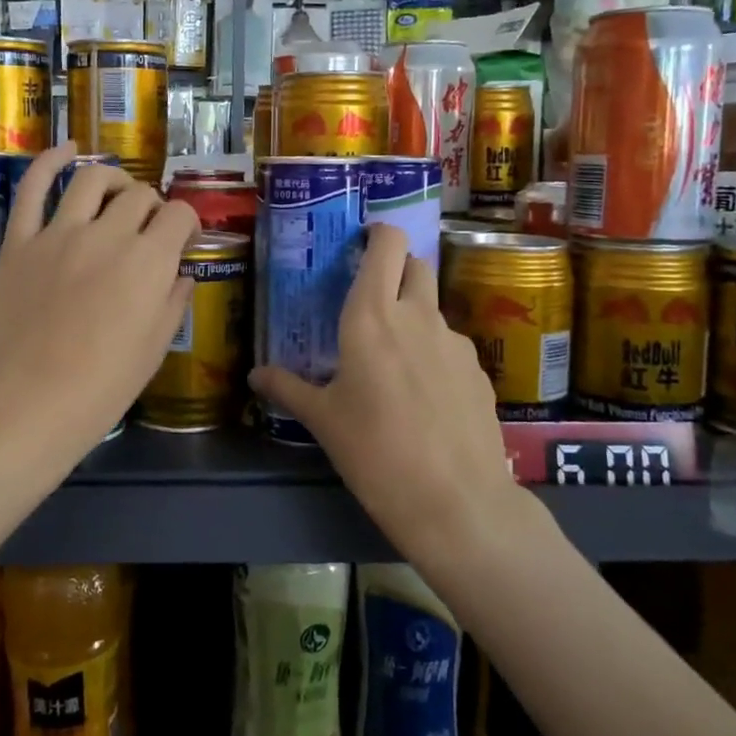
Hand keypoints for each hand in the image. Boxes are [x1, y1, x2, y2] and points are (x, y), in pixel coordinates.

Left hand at [0, 142, 197, 471]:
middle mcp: (108, 235)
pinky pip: (33, 188)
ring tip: (117, 195)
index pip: (179, 215)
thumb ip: (172, 302)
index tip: (182, 242)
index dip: (186, 224)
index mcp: (148, 262)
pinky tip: (68, 150)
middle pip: (139, 197)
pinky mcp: (19, 242)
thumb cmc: (99, 389)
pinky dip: (51, 161)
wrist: (24, 407)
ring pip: (92, 181)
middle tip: (148, 231)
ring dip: (113, 181)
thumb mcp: (153, 351)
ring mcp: (58, 234)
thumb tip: (181, 273)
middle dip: (152, 208)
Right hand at [249, 223, 515, 564]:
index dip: (378, 234)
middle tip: (372, 301)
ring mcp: (456, 343)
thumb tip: (255, 375)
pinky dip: (433, 355)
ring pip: (433, 309)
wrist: (456, 502)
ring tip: (393, 363)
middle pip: (417, 265)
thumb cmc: (374, 451)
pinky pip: (450, 348)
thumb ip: (287, 388)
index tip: (361, 245)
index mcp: (373, 315)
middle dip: (397, 269)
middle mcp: (418, 316)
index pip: (388, 243)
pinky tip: (423, 399)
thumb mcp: (322, 420)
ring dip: (414, 318)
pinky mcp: (479, 372)